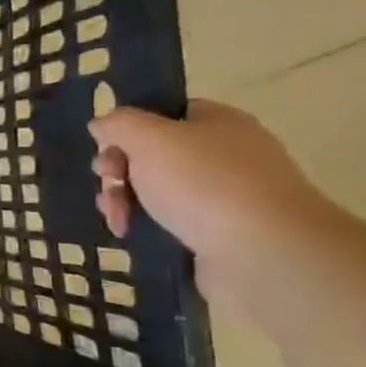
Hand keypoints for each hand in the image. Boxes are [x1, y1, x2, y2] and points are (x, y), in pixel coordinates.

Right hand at [90, 101, 333, 301]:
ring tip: (116, 218)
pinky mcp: (217, 234)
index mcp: (218, 123)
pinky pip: (167, 222)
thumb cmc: (204, 183)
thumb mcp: (150, 139)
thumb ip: (119, 124)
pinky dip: (143, 226)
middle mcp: (224, 155)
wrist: (263, 253)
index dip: (129, 127)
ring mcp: (223, 197)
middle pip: (152, 154)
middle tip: (107, 184)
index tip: (105, 146)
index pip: (164, 114)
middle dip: (118, 170)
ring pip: (155, 191)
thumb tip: (102, 124)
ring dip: (123, 201)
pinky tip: (128, 233)